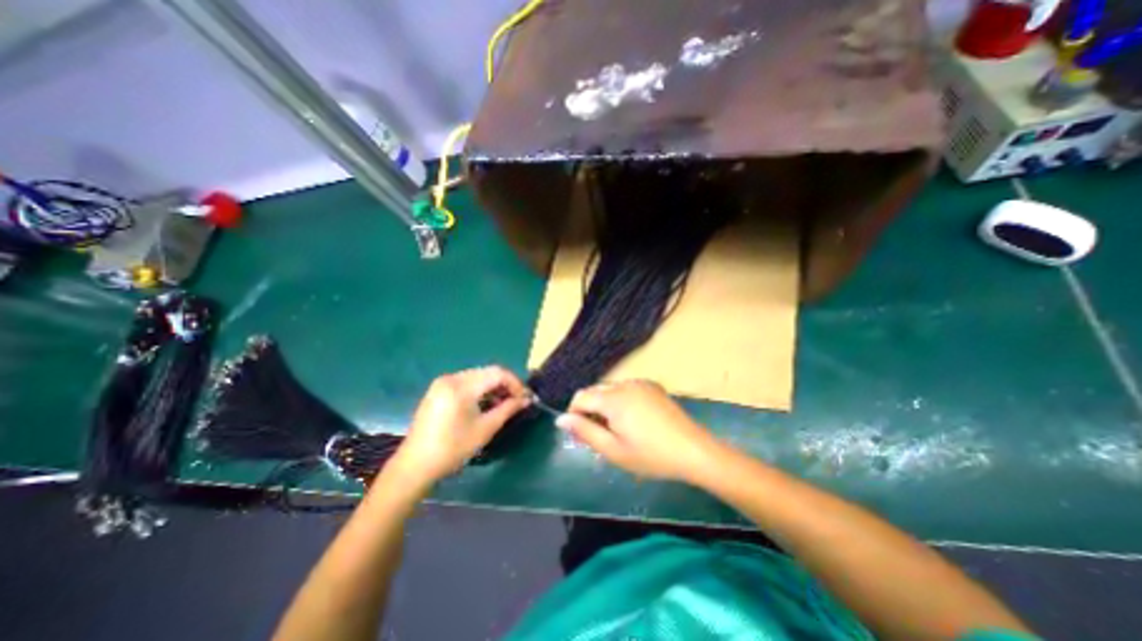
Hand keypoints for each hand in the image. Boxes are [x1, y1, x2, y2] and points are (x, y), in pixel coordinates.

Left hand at [391, 366, 534, 485]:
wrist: (415, 465)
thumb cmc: (452, 449)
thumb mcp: (485, 429)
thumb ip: (508, 409)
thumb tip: (526, 399)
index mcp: (461, 386)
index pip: (497, 373)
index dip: (515, 383)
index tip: (526, 398)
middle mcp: (451, 378)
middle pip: (487, 372)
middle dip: (506, 384)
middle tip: (518, 401)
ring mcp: (443, 383)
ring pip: (478, 376)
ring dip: (494, 387)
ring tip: (505, 404)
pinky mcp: (438, 390)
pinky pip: (466, 382)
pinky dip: (480, 390)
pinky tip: (486, 404)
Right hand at [557, 382, 720, 479]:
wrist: (694, 450)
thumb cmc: (651, 455)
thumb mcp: (613, 450)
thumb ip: (585, 432)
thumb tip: (561, 419)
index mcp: (614, 398)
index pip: (580, 397)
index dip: (574, 414)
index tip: (580, 435)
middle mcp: (625, 384)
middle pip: (595, 391)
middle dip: (590, 410)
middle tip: (598, 437)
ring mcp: (641, 383)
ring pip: (610, 390)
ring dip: (605, 406)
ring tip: (616, 431)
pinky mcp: (653, 387)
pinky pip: (627, 389)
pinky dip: (621, 402)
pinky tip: (634, 421)